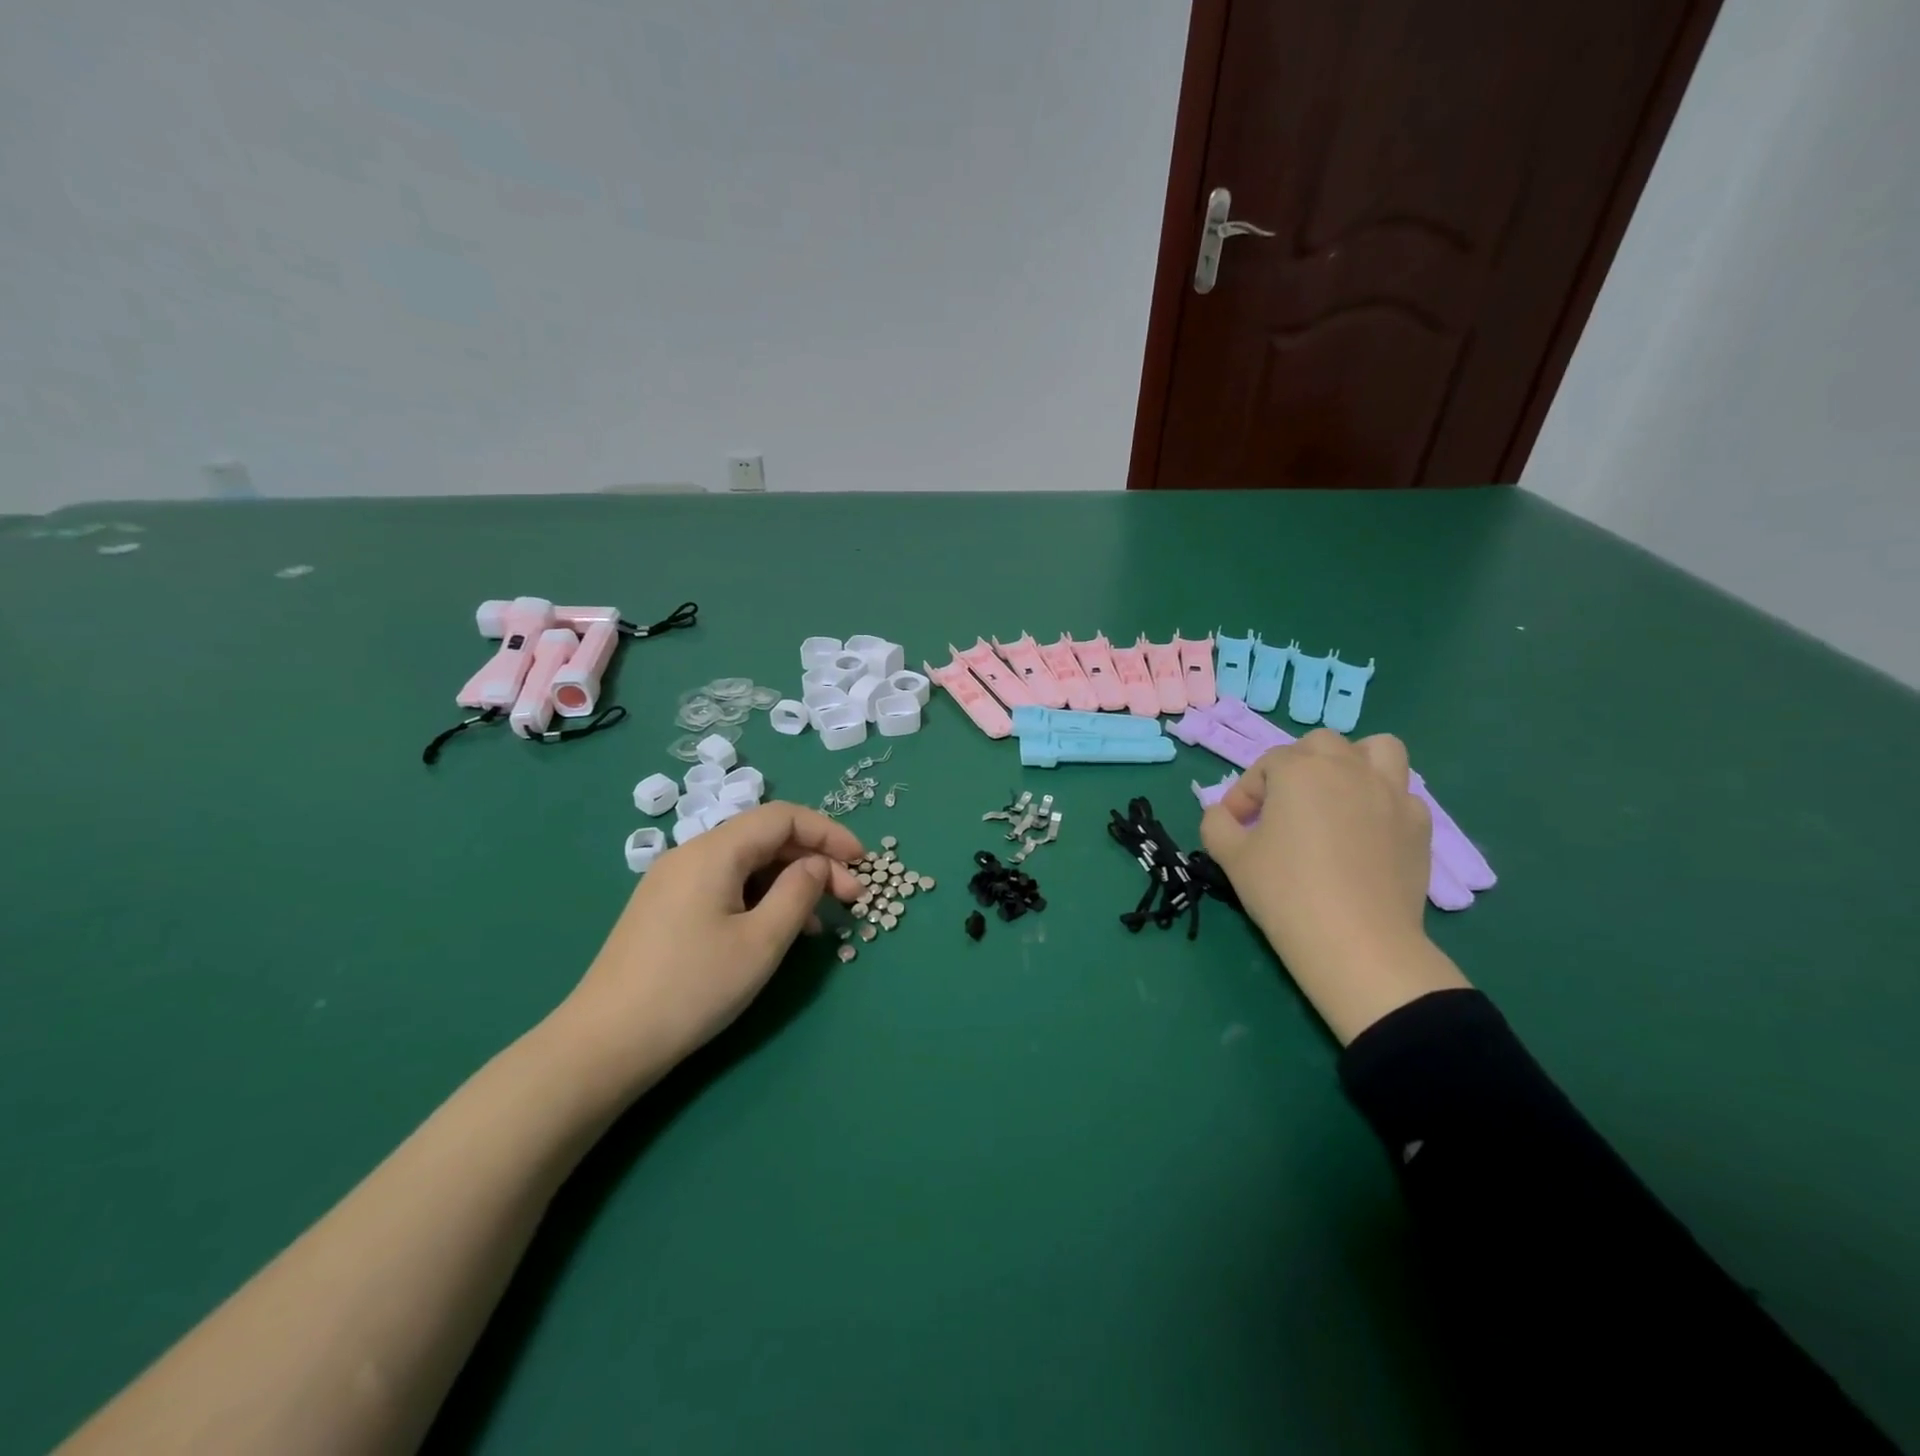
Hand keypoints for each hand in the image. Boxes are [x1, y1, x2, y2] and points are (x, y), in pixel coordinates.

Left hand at [552, 803, 863, 1100]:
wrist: (605, 1043)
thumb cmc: (692, 988)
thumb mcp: (761, 942)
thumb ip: (799, 893)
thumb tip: (818, 865)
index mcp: (714, 851)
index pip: (783, 817)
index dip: (828, 832)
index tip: (862, 862)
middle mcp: (691, 854)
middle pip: (765, 838)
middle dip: (814, 861)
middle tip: (851, 898)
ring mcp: (674, 881)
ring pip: (747, 864)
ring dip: (790, 882)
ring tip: (823, 920)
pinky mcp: (666, 908)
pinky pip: (726, 886)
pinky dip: (761, 897)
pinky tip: (779, 930)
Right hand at [1201, 730, 1465, 1042]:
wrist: (1355, 942)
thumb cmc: (1284, 892)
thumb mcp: (1230, 856)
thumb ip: (1217, 823)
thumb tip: (1222, 814)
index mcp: (1299, 770)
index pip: (1265, 766)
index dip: (1244, 795)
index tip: (1235, 826)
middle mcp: (1348, 768)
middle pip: (1320, 745)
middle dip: (1296, 767)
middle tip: (1282, 807)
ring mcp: (1391, 793)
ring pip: (1378, 750)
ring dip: (1354, 763)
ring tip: (1337, 795)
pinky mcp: (1419, 824)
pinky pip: (1401, 794)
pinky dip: (1381, 803)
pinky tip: (1367, 833)